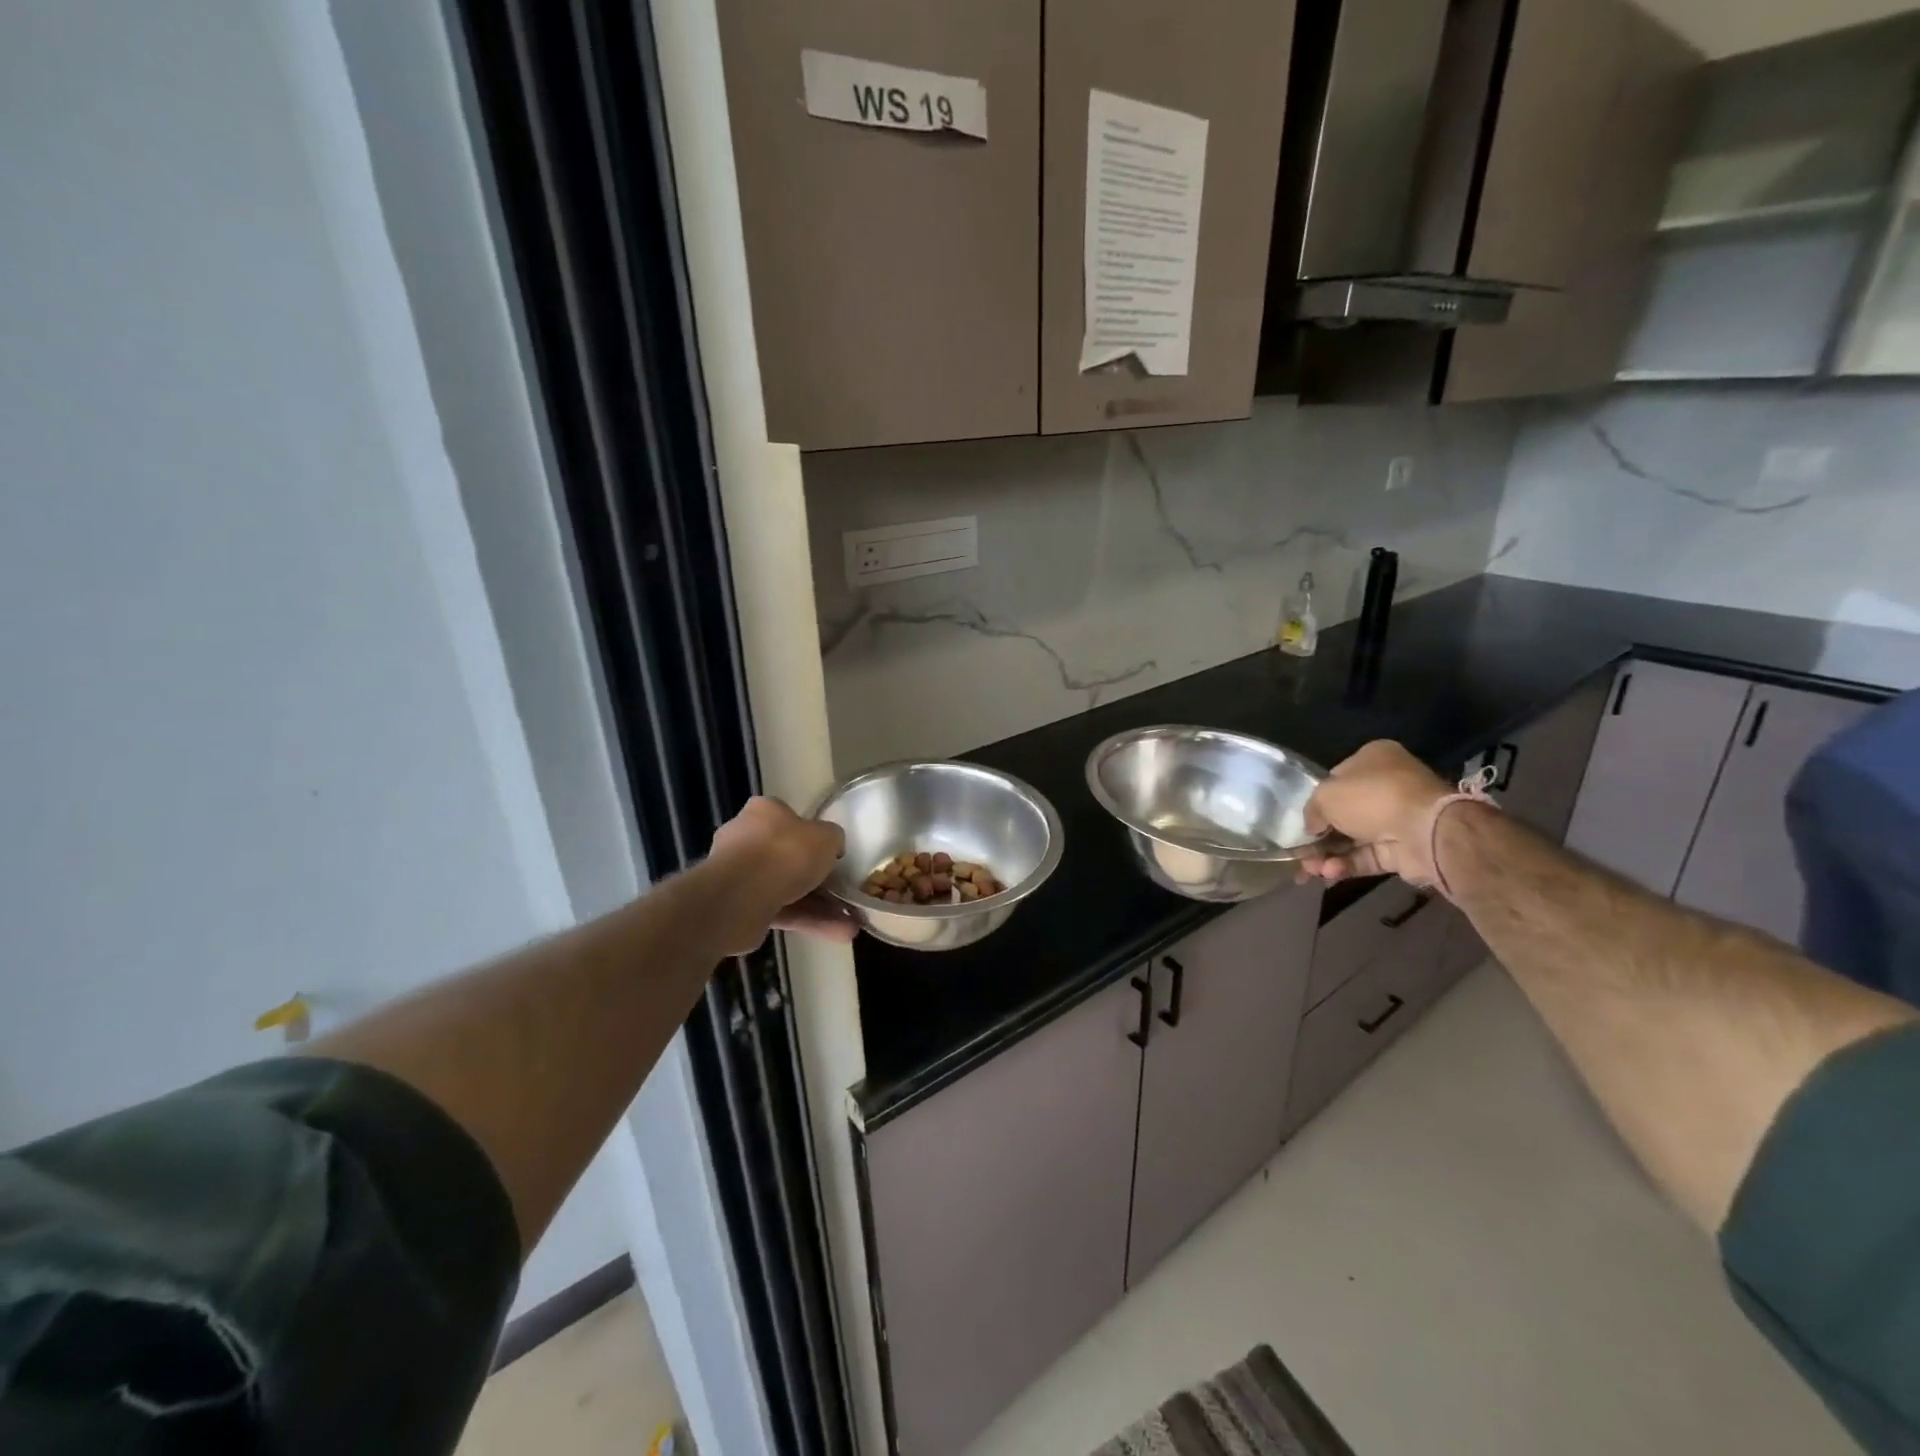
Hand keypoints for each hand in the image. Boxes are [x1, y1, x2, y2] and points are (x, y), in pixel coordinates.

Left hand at [707, 796, 857, 952]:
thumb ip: (832, 839)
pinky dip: (808, 922)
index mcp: (763, 812)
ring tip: (851, 925)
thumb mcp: (826, 837)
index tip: (831, 854)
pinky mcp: (741, 907)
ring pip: (788, 889)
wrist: (741, 896)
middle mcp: (746, 839)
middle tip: (844, 892)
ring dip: (820, 908)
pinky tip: (838, 934)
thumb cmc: (785, 853)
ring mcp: (741, 876)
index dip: (812, 836)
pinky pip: (781, 911)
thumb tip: (831, 847)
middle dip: (819, 880)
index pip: (788, 818)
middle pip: (788, 857)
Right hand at [1298, 740, 1450, 884]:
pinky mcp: (1402, 849)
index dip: (1317, 799)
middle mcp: (1387, 786)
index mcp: (1373, 759)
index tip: (1302, 818)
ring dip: (1328, 855)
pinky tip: (1330, 873)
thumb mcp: (1325, 795)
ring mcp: (1396, 819)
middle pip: (1344, 812)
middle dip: (1320, 835)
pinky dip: (1346, 865)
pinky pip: (1367, 856)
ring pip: (1353, 838)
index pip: (1337, 778)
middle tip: (1299, 852)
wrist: (1425, 831)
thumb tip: (1311, 827)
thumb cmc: (1372, 798)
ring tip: (1310, 870)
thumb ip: (1312, 810)